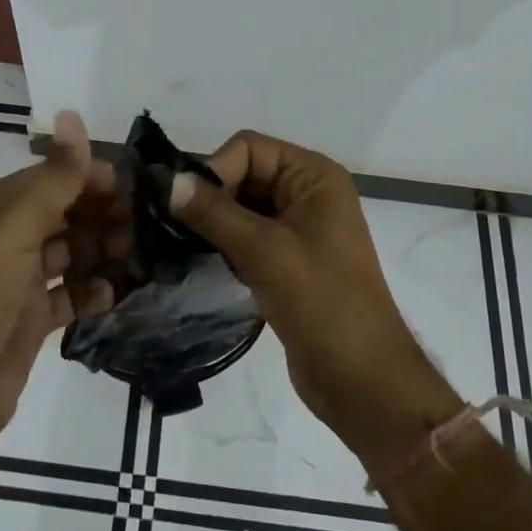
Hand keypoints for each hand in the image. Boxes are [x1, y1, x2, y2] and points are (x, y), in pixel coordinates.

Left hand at [0, 112, 125, 452]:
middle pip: (67, 213)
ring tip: (138, 259)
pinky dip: (92, 291)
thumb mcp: (16, 228)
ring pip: (73, 252)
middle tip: (143, 229)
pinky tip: (115, 294)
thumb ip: (54, 176)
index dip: (94, 178)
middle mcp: (7, 236)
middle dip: (104, 216)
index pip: (55, 176)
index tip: (138, 190)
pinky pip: (71, 293)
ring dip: (104, 252)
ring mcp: (20, 279)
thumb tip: (72, 113)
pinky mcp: (31, 317)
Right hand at [170, 131, 460, 469]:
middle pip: (242, 174)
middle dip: (209, 197)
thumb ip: (214, 213)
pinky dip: (221, 245)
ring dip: (211, 223)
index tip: (184, 206)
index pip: (249, 148)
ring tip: (177, 244)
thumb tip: (168, 181)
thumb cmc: (323, 304)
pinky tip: (198, 262)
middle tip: (170, 226)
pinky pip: (244, 238)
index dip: (215, 169)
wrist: (363, 382)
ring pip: (239, 208)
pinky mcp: (285, 262)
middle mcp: (306, 194)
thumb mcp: (266, 252)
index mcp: (314, 177)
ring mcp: (297, 230)